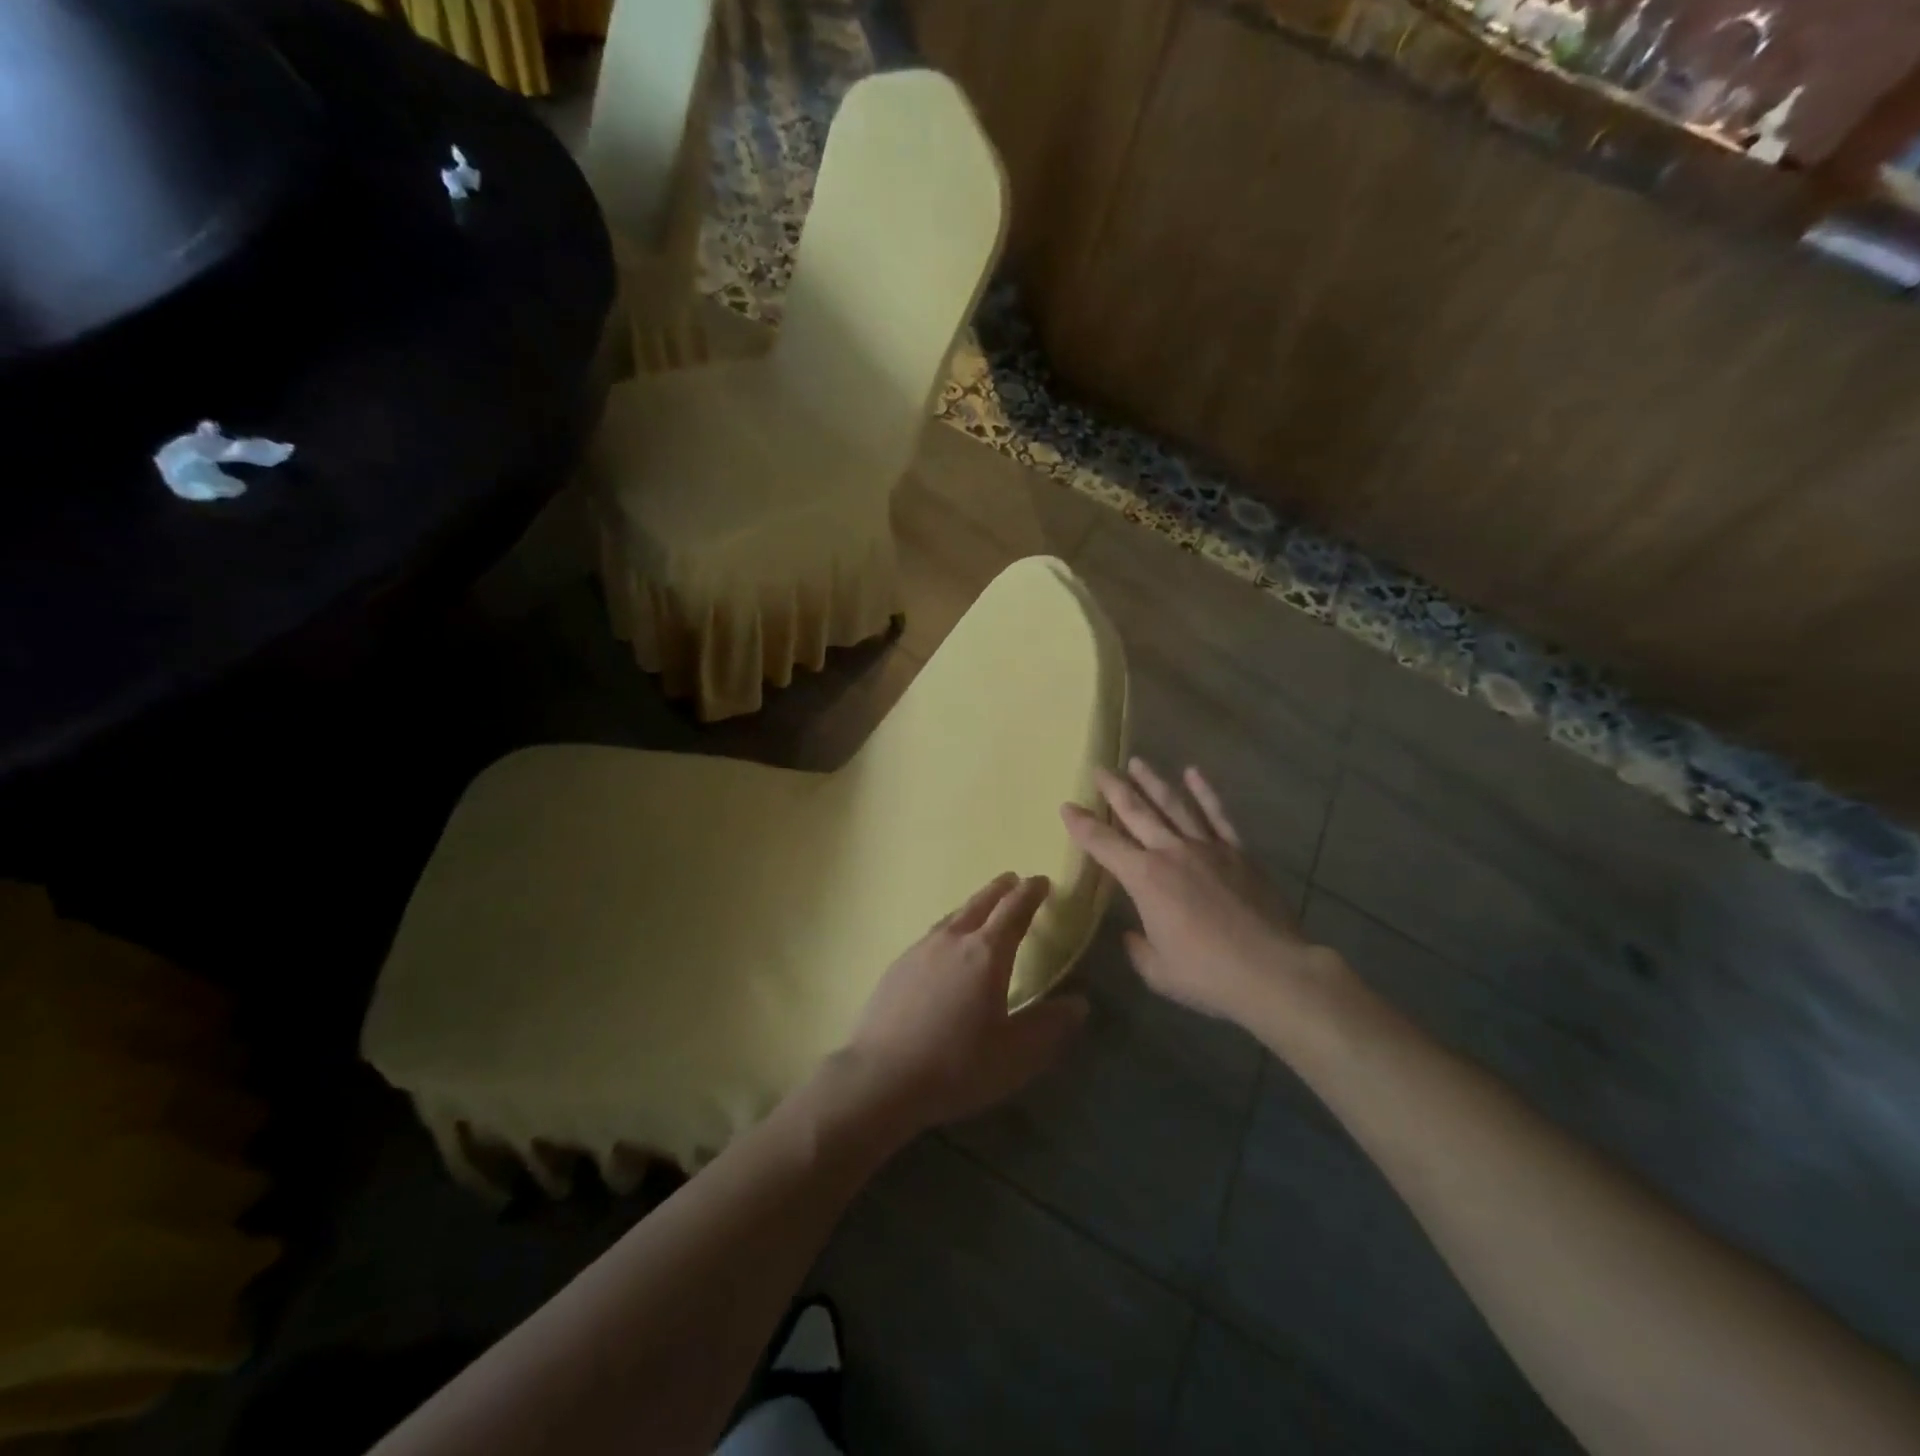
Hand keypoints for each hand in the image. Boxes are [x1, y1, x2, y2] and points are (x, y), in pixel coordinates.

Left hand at [838, 874, 1088, 1136]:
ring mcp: (920, 950)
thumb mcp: (1016, 1055)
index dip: (1031, 893)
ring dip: (973, 905)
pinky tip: (945, 945)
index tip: (1041, 881)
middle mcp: (953, 940)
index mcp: (986, 954)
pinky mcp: (897, 966)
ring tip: (982, 907)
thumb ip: (1050, 1026)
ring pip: (953, 916)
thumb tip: (1080, 1003)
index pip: (1014, 910)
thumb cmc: (956, 1066)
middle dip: (1000, 889)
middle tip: (1013, 880)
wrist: (880, 1077)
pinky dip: (949, 927)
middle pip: (980, 903)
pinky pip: (932, 934)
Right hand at [1062, 759, 1350, 1028]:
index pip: (1103, 844)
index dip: (1081, 825)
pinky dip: (1204, 793)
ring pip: (1174, 805)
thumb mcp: (1157, 970)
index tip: (1066, 806)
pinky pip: (1217, 815)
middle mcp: (1171, 852)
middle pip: (1137, 812)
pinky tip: (1193, 773)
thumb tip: (1133, 933)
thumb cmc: (1207, 974)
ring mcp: (1207, 848)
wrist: (1272, 970)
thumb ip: (1139, 946)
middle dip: (1114, 789)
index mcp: (1145, 879)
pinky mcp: (1238, 852)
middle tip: (1099, 768)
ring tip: (1137, 762)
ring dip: (1153, 782)